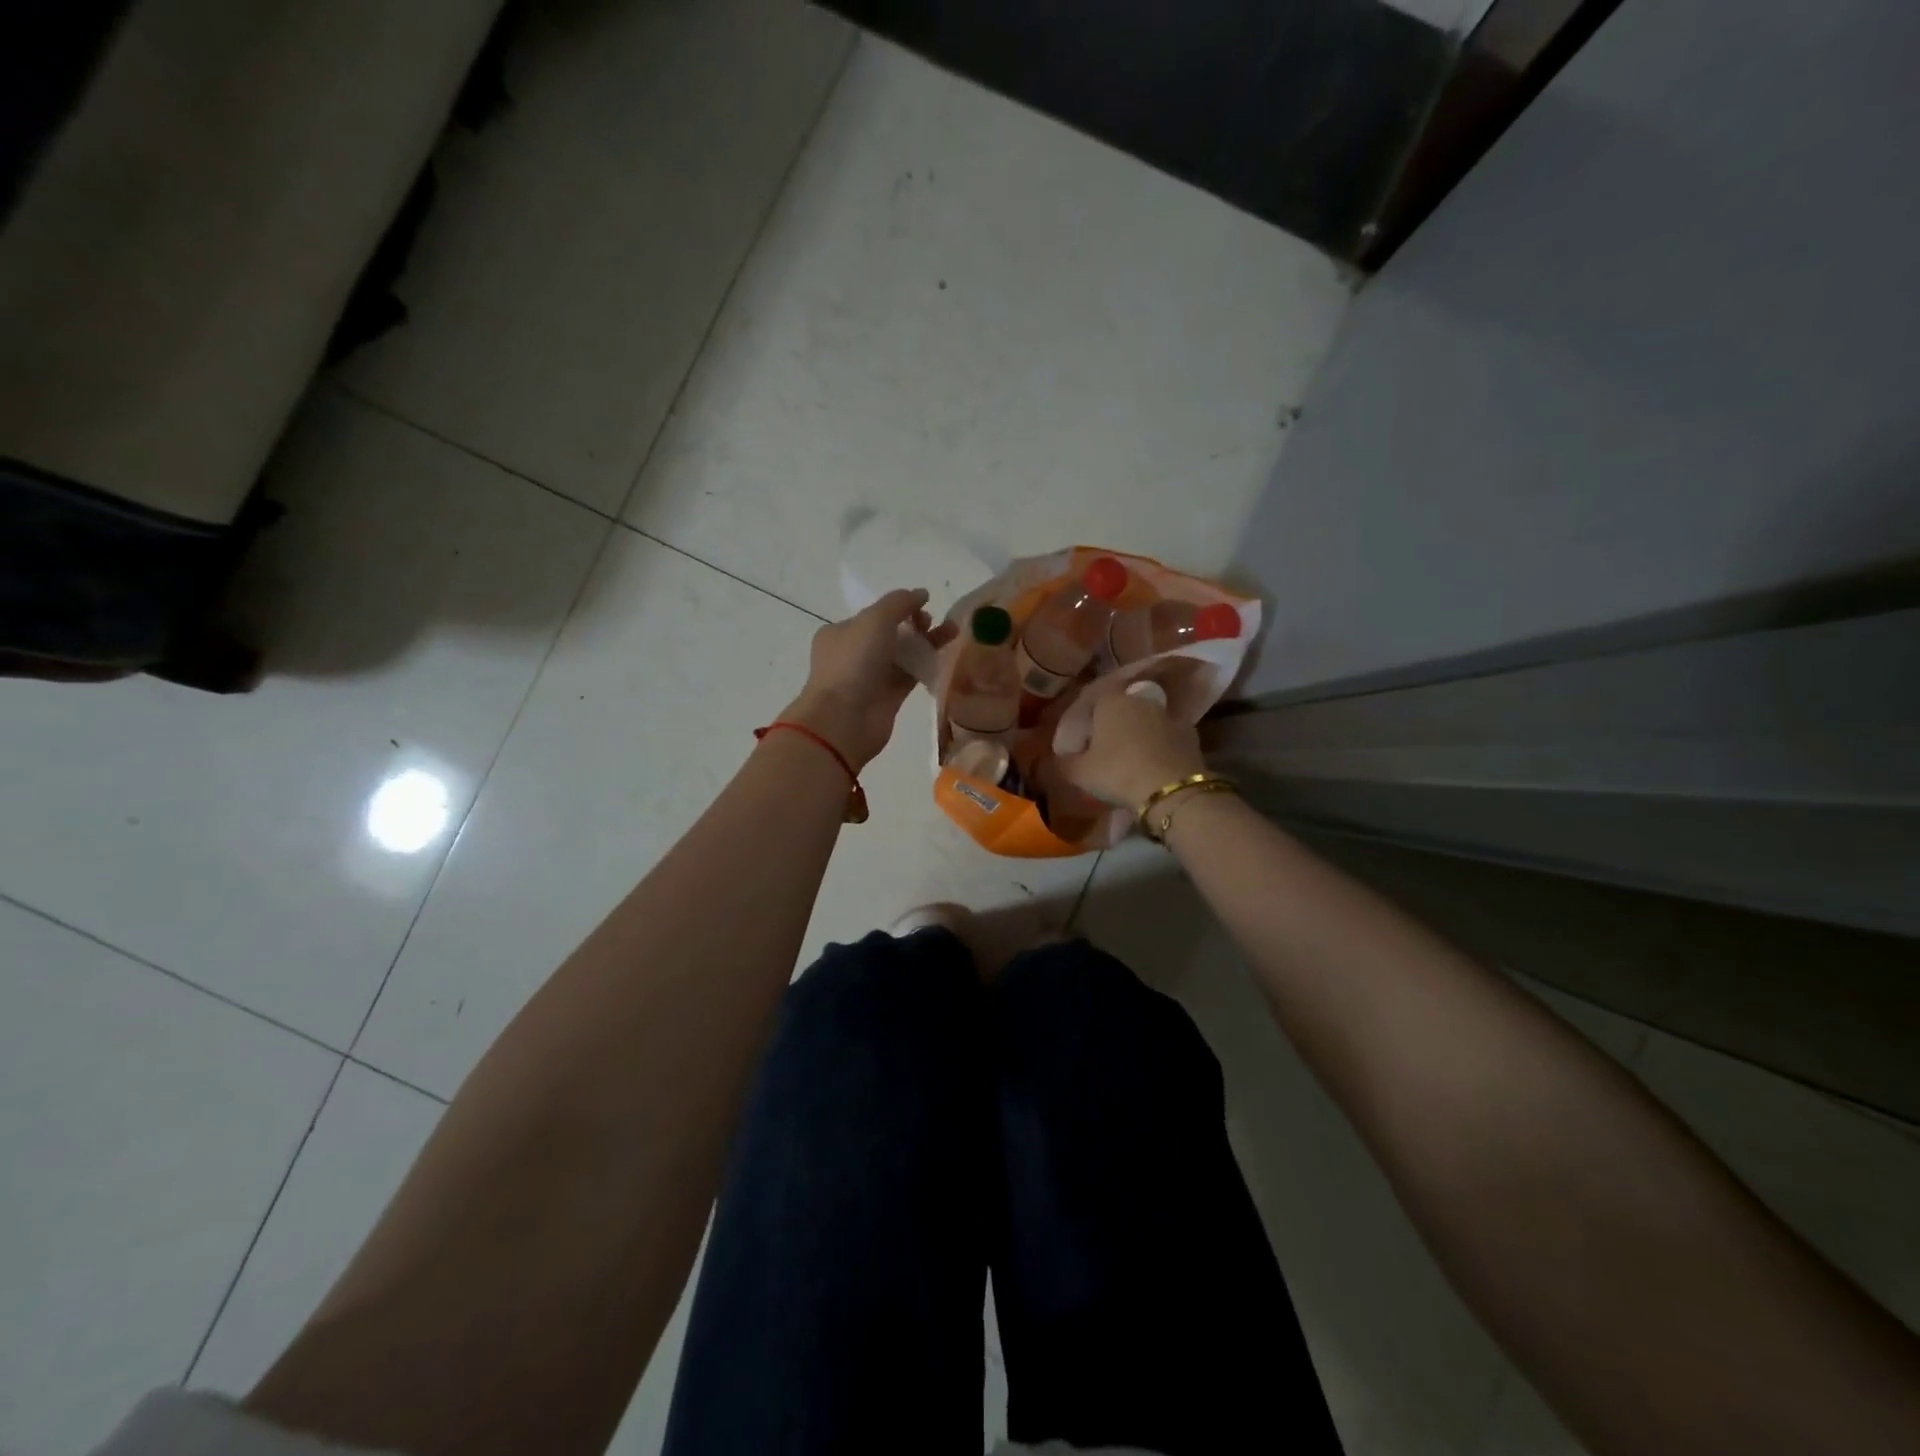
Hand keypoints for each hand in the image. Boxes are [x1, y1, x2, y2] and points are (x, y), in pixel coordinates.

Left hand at [780, 589, 955, 769]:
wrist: (845, 719)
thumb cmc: (854, 663)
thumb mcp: (875, 620)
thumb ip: (899, 602)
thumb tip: (921, 594)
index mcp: (841, 632)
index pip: (874, 615)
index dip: (899, 608)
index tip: (923, 607)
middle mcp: (853, 654)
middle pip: (891, 633)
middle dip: (915, 625)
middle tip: (934, 623)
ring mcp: (871, 677)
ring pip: (903, 654)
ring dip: (926, 643)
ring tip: (953, 633)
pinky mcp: (888, 698)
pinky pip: (910, 676)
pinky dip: (927, 665)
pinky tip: (945, 657)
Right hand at [1057, 690, 1205, 807]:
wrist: (1171, 790)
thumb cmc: (1117, 773)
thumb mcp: (1079, 773)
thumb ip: (1064, 763)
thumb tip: (1057, 759)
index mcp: (1111, 701)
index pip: (1095, 694)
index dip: (1088, 712)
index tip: (1082, 731)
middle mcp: (1141, 699)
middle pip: (1123, 706)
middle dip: (1114, 722)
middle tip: (1105, 745)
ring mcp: (1169, 715)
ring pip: (1146, 720)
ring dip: (1139, 733)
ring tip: (1131, 757)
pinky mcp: (1190, 735)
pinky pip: (1167, 736)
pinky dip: (1159, 746)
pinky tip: (1153, 765)